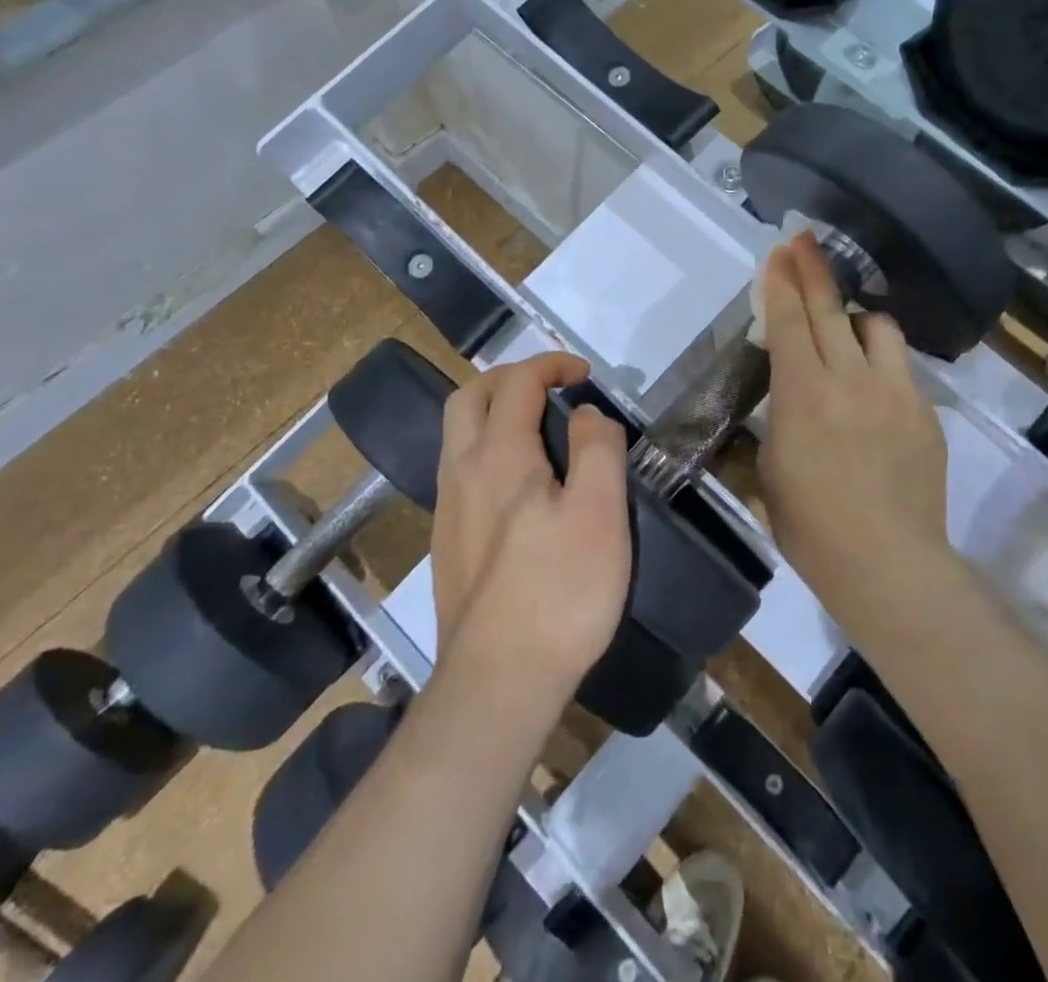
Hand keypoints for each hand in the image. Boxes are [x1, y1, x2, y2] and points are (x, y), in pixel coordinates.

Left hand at [433, 352, 631, 689]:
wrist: (498, 683)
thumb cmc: (560, 591)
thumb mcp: (600, 512)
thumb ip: (597, 448)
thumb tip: (586, 413)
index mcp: (499, 455)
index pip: (517, 382)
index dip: (551, 365)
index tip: (584, 374)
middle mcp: (461, 471)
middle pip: (470, 397)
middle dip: (510, 378)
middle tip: (551, 387)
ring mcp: (448, 509)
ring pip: (458, 435)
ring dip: (494, 412)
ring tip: (539, 428)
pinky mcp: (447, 543)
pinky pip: (460, 470)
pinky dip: (487, 448)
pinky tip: (519, 484)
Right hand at [757, 234, 947, 587]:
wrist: (888, 563)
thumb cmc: (811, 526)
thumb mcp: (769, 472)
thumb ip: (775, 422)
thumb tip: (780, 399)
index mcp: (804, 394)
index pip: (789, 322)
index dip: (782, 283)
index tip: (779, 252)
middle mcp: (851, 379)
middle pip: (832, 310)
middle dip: (814, 270)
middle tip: (804, 240)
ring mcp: (895, 392)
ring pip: (878, 328)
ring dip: (856, 318)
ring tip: (846, 329)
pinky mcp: (925, 411)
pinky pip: (900, 368)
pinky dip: (881, 363)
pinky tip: (873, 391)